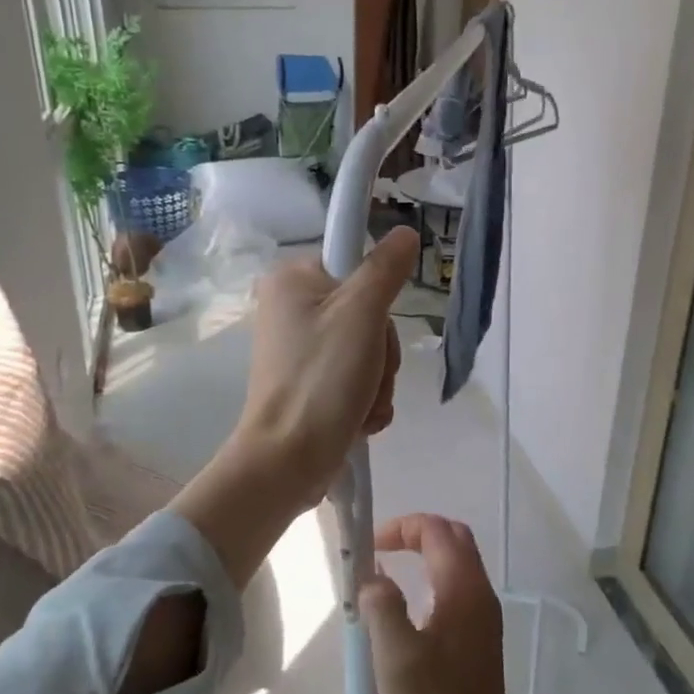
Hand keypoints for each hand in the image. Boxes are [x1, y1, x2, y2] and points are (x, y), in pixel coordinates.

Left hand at [170, 228, 417, 589]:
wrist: (288, 460)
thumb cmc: (322, 379)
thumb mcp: (361, 313)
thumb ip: (385, 269)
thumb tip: (405, 232)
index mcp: (292, 279)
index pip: (355, 263)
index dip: (375, 295)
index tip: (372, 324)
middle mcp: (291, 308)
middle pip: (366, 311)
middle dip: (381, 351)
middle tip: (368, 373)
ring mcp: (300, 348)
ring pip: (367, 348)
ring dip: (378, 380)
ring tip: (363, 404)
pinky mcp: (310, 382)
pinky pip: (356, 376)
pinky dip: (366, 398)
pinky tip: (359, 418)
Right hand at [362, 514, 554, 693]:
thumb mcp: (396, 659)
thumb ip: (382, 606)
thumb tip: (373, 575)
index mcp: (464, 591)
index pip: (437, 531)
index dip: (402, 527)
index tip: (369, 547)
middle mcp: (480, 596)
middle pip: (453, 539)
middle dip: (415, 534)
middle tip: (378, 551)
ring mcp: (483, 619)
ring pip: (457, 564)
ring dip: (422, 556)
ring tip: (384, 577)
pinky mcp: (479, 641)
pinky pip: (456, 590)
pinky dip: (430, 581)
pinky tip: (405, 611)